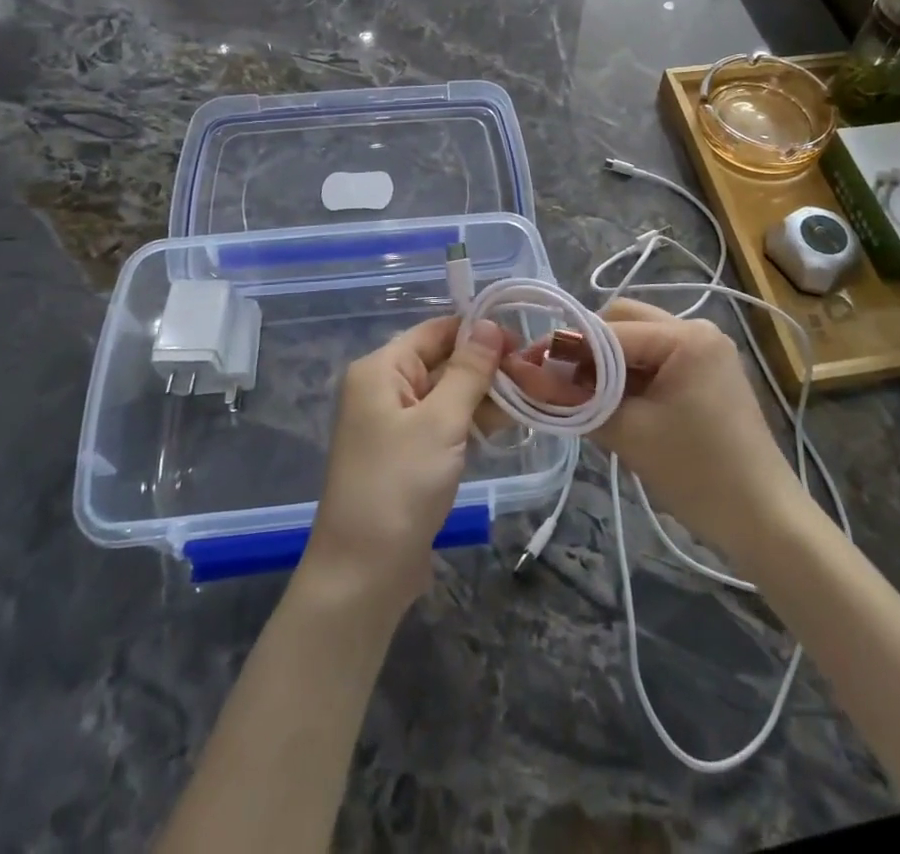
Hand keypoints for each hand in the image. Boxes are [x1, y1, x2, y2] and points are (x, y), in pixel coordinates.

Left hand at [301, 316, 505, 616]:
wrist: (363, 574)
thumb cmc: (399, 486)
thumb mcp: (440, 422)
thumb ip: (468, 371)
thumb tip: (489, 324)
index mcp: (380, 370)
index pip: (435, 331)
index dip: (478, 332)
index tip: (523, 340)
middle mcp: (384, 389)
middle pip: (442, 361)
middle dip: (486, 366)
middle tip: (536, 373)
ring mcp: (395, 424)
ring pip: (447, 394)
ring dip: (485, 395)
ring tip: (532, 398)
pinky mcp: (408, 455)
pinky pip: (444, 423)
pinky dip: (472, 421)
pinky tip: (508, 424)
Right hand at [504, 300, 798, 558]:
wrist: (764, 521)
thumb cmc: (698, 473)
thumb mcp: (629, 434)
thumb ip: (577, 400)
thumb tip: (530, 376)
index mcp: (685, 336)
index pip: (609, 330)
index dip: (566, 348)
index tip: (530, 367)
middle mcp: (697, 329)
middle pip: (623, 321)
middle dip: (587, 347)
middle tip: (560, 382)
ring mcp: (705, 350)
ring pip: (636, 339)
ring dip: (606, 362)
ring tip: (582, 396)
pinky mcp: (706, 372)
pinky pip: (654, 359)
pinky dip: (628, 375)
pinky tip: (611, 403)